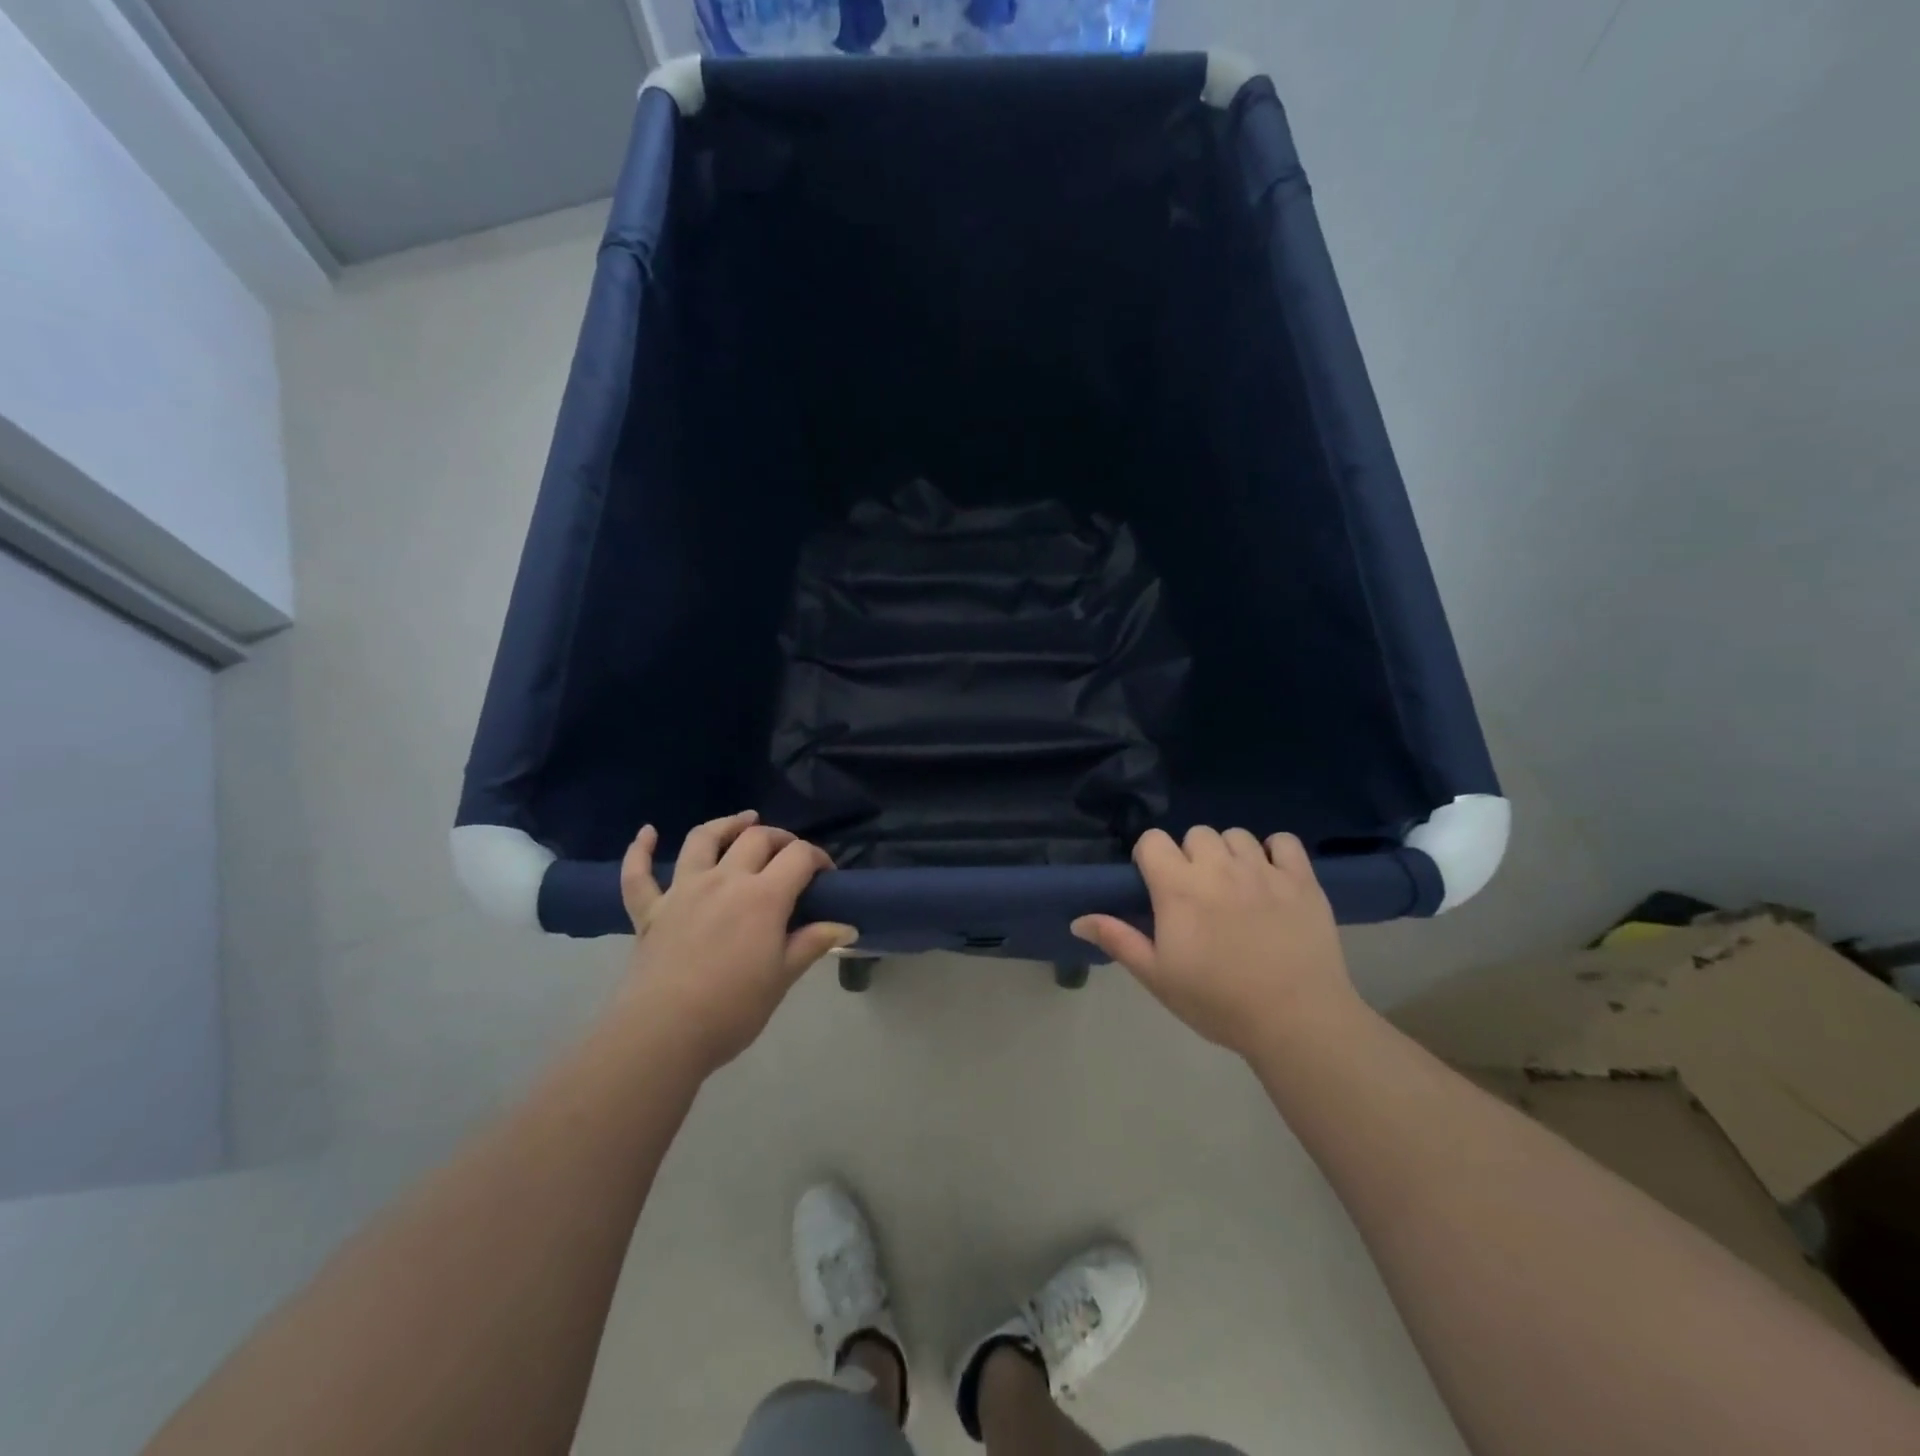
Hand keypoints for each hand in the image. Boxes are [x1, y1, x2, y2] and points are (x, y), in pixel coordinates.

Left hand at [618, 811, 855, 1073]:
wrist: (664, 1034)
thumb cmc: (733, 1009)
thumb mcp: (782, 977)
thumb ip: (813, 943)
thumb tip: (847, 927)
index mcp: (763, 896)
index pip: (799, 857)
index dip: (818, 858)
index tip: (826, 875)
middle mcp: (724, 880)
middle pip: (756, 839)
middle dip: (780, 839)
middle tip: (791, 854)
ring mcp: (682, 890)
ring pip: (703, 840)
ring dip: (726, 824)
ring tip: (743, 821)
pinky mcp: (649, 910)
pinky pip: (638, 873)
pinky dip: (641, 850)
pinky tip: (647, 832)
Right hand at [1071, 827, 1357, 1058]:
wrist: (1295, 1020)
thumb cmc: (1217, 1002)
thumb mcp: (1157, 976)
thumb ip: (1118, 940)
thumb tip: (1077, 920)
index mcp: (1178, 887)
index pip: (1153, 840)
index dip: (1151, 858)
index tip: (1157, 886)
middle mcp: (1218, 867)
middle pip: (1196, 834)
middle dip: (1191, 856)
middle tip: (1198, 894)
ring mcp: (1263, 870)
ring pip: (1236, 835)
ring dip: (1229, 854)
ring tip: (1235, 887)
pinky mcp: (1301, 880)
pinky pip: (1284, 842)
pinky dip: (1275, 852)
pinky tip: (1272, 878)